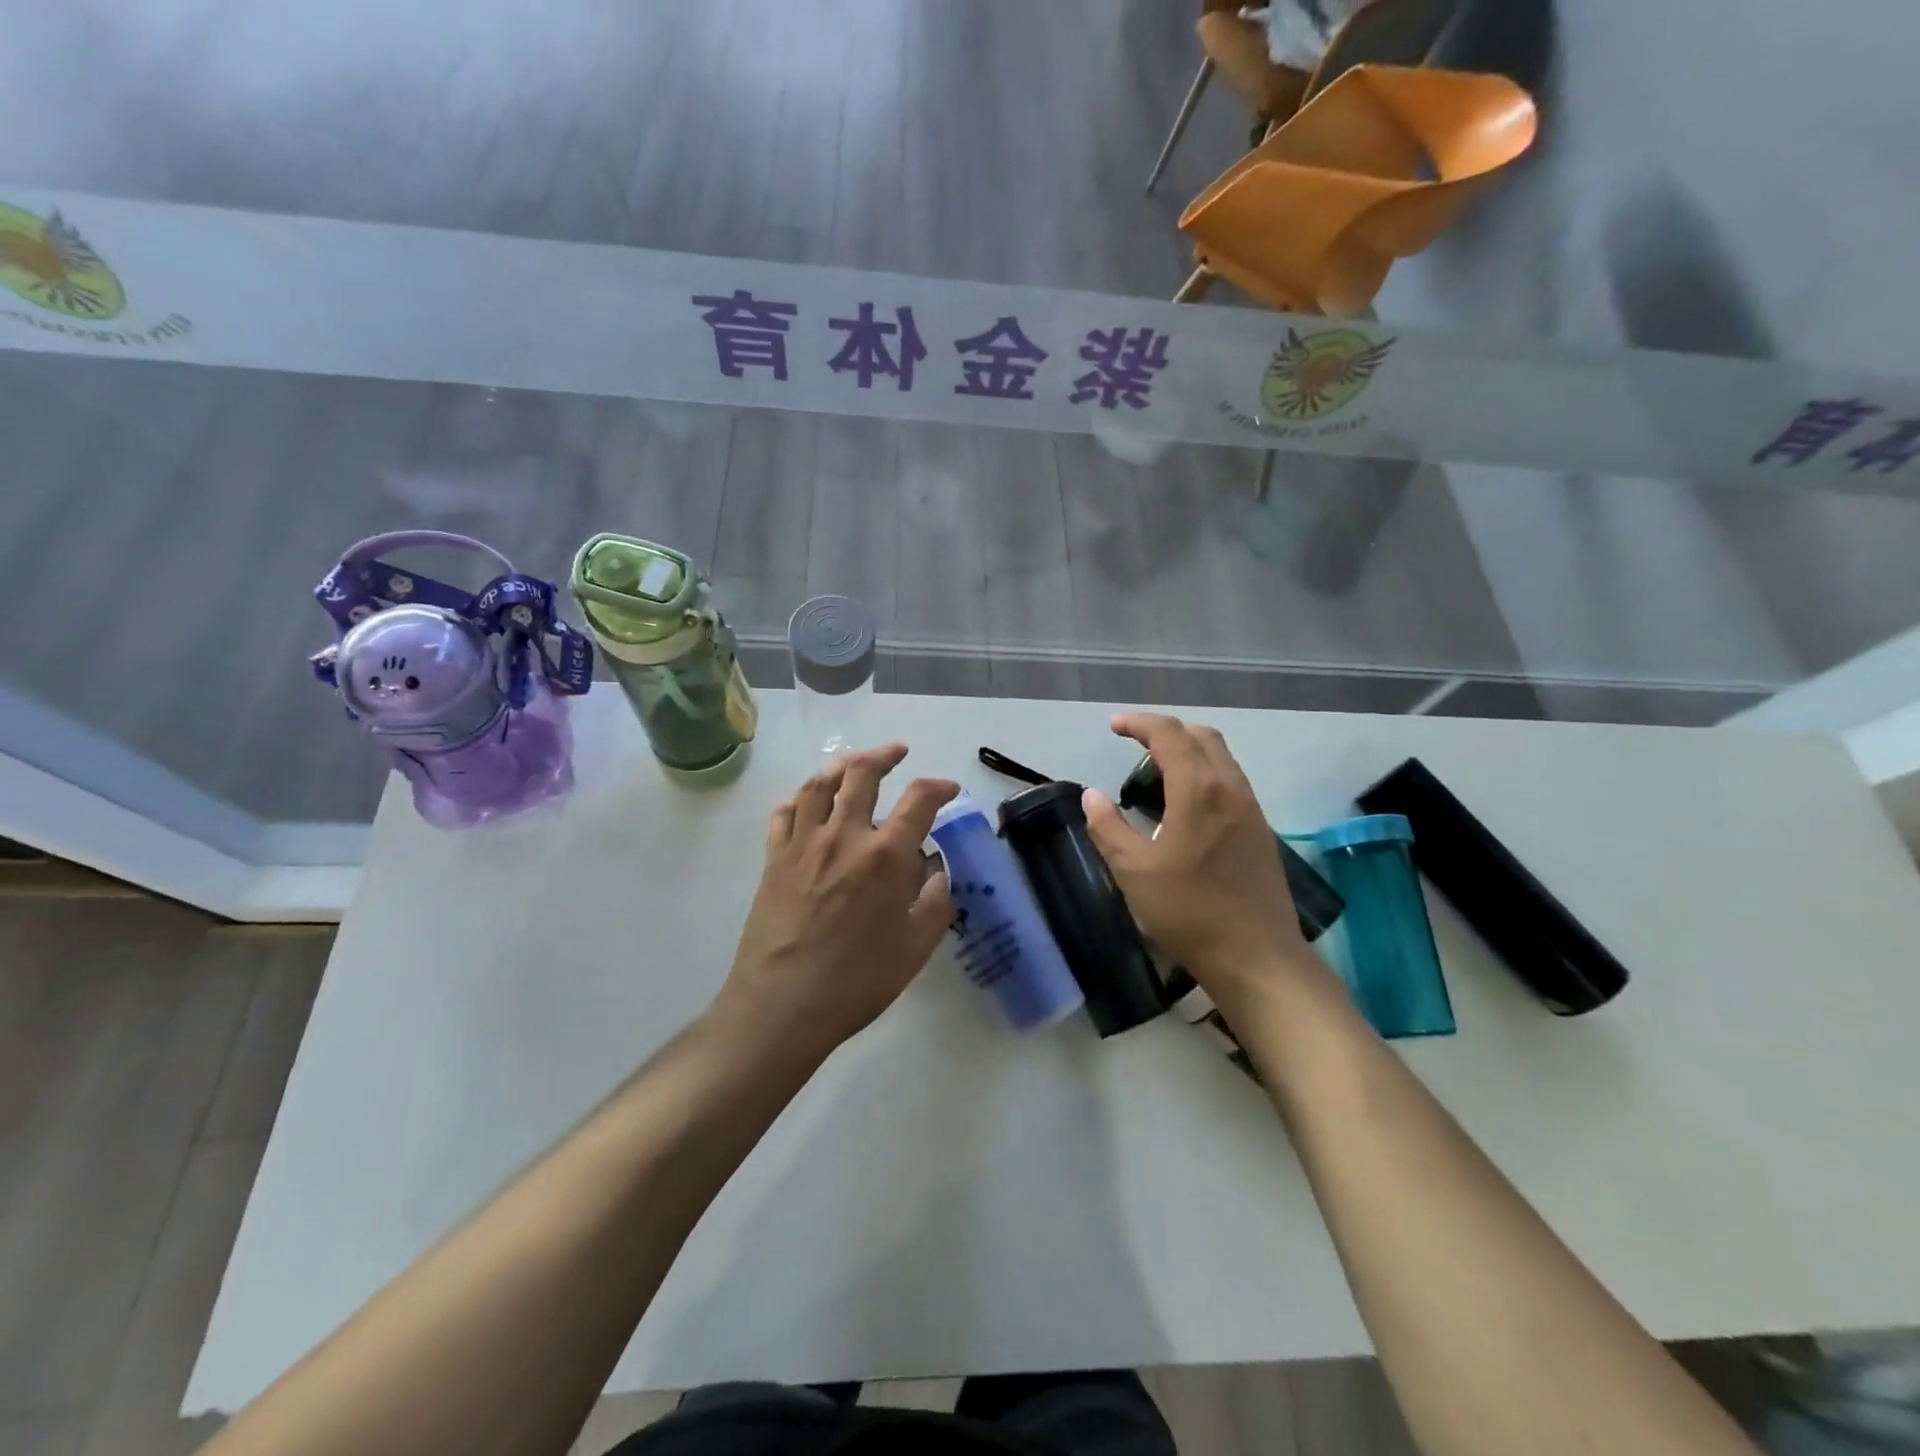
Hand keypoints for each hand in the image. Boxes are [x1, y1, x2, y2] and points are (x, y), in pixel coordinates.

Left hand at [713, 744, 957, 1061]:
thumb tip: (937, 872)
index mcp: (885, 856)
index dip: (938, 787)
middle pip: (862, 774)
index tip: (948, 789)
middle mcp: (844, 836)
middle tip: (897, 752)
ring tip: (853, 763)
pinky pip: (783, 813)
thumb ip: (935, 904)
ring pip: (819, 784)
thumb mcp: (915, 949)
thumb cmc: (856, 981)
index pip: (919, 800)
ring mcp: (803, 843)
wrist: (782, 1004)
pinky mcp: (773, 858)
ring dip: (840, 765)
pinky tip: (807, 799)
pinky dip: (798, 797)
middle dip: (884, 755)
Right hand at [1082, 714, 1321, 1013]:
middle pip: (1202, 736)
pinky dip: (1205, 771)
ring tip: (1158, 767)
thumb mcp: (1134, 872)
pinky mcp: (1261, 830)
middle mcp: (1230, 788)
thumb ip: (1108, 828)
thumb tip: (1092, 796)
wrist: (1257, 957)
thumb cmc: (1189, 912)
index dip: (1140, 724)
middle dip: (1167, 729)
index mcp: (1199, 791)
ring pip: (1222, 757)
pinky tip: (1187, 801)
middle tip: (1135, 741)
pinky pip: (1231, 780)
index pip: (1170, 735)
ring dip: (1189, 748)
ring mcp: (1251, 809)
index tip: (1114, 726)